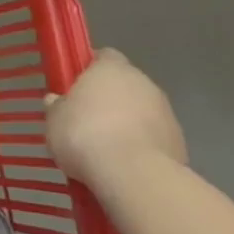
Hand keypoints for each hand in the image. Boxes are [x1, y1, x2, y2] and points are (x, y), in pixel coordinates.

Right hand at [45, 48, 186, 187]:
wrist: (134, 176)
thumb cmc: (85, 135)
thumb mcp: (54, 119)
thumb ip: (57, 106)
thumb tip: (57, 101)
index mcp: (111, 68)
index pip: (104, 56)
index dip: (90, 68)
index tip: (76, 86)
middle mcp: (143, 83)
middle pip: (125, 84)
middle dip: (110, 98)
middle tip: (87, 119)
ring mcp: (167, 113)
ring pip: (142, 111)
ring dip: (128, 123)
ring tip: (107, 148)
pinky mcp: (180, 142)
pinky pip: (154, 137)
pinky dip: (142, 145)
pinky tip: (126, 165)